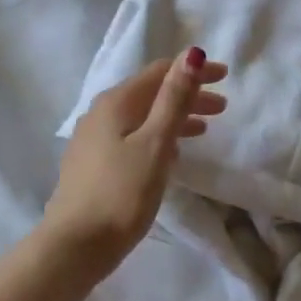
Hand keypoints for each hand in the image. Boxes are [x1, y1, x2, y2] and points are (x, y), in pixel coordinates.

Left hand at [43, 48, 229, 269]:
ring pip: (141, 117)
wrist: (75, 246)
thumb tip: (193, 54)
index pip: (159, 72)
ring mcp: (92, 139)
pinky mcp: (92, 164)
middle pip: (150, 93)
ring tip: (203, 129)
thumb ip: (174, 99)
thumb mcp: (155, 144)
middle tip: (222, 108)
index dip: (193, 71)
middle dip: (187, 95)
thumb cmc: (121, 193)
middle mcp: (100, 112)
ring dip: (173, 117)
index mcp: (115, 102)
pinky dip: (156, 136)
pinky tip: (169, 155)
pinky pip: (131, 137)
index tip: (225, 77)